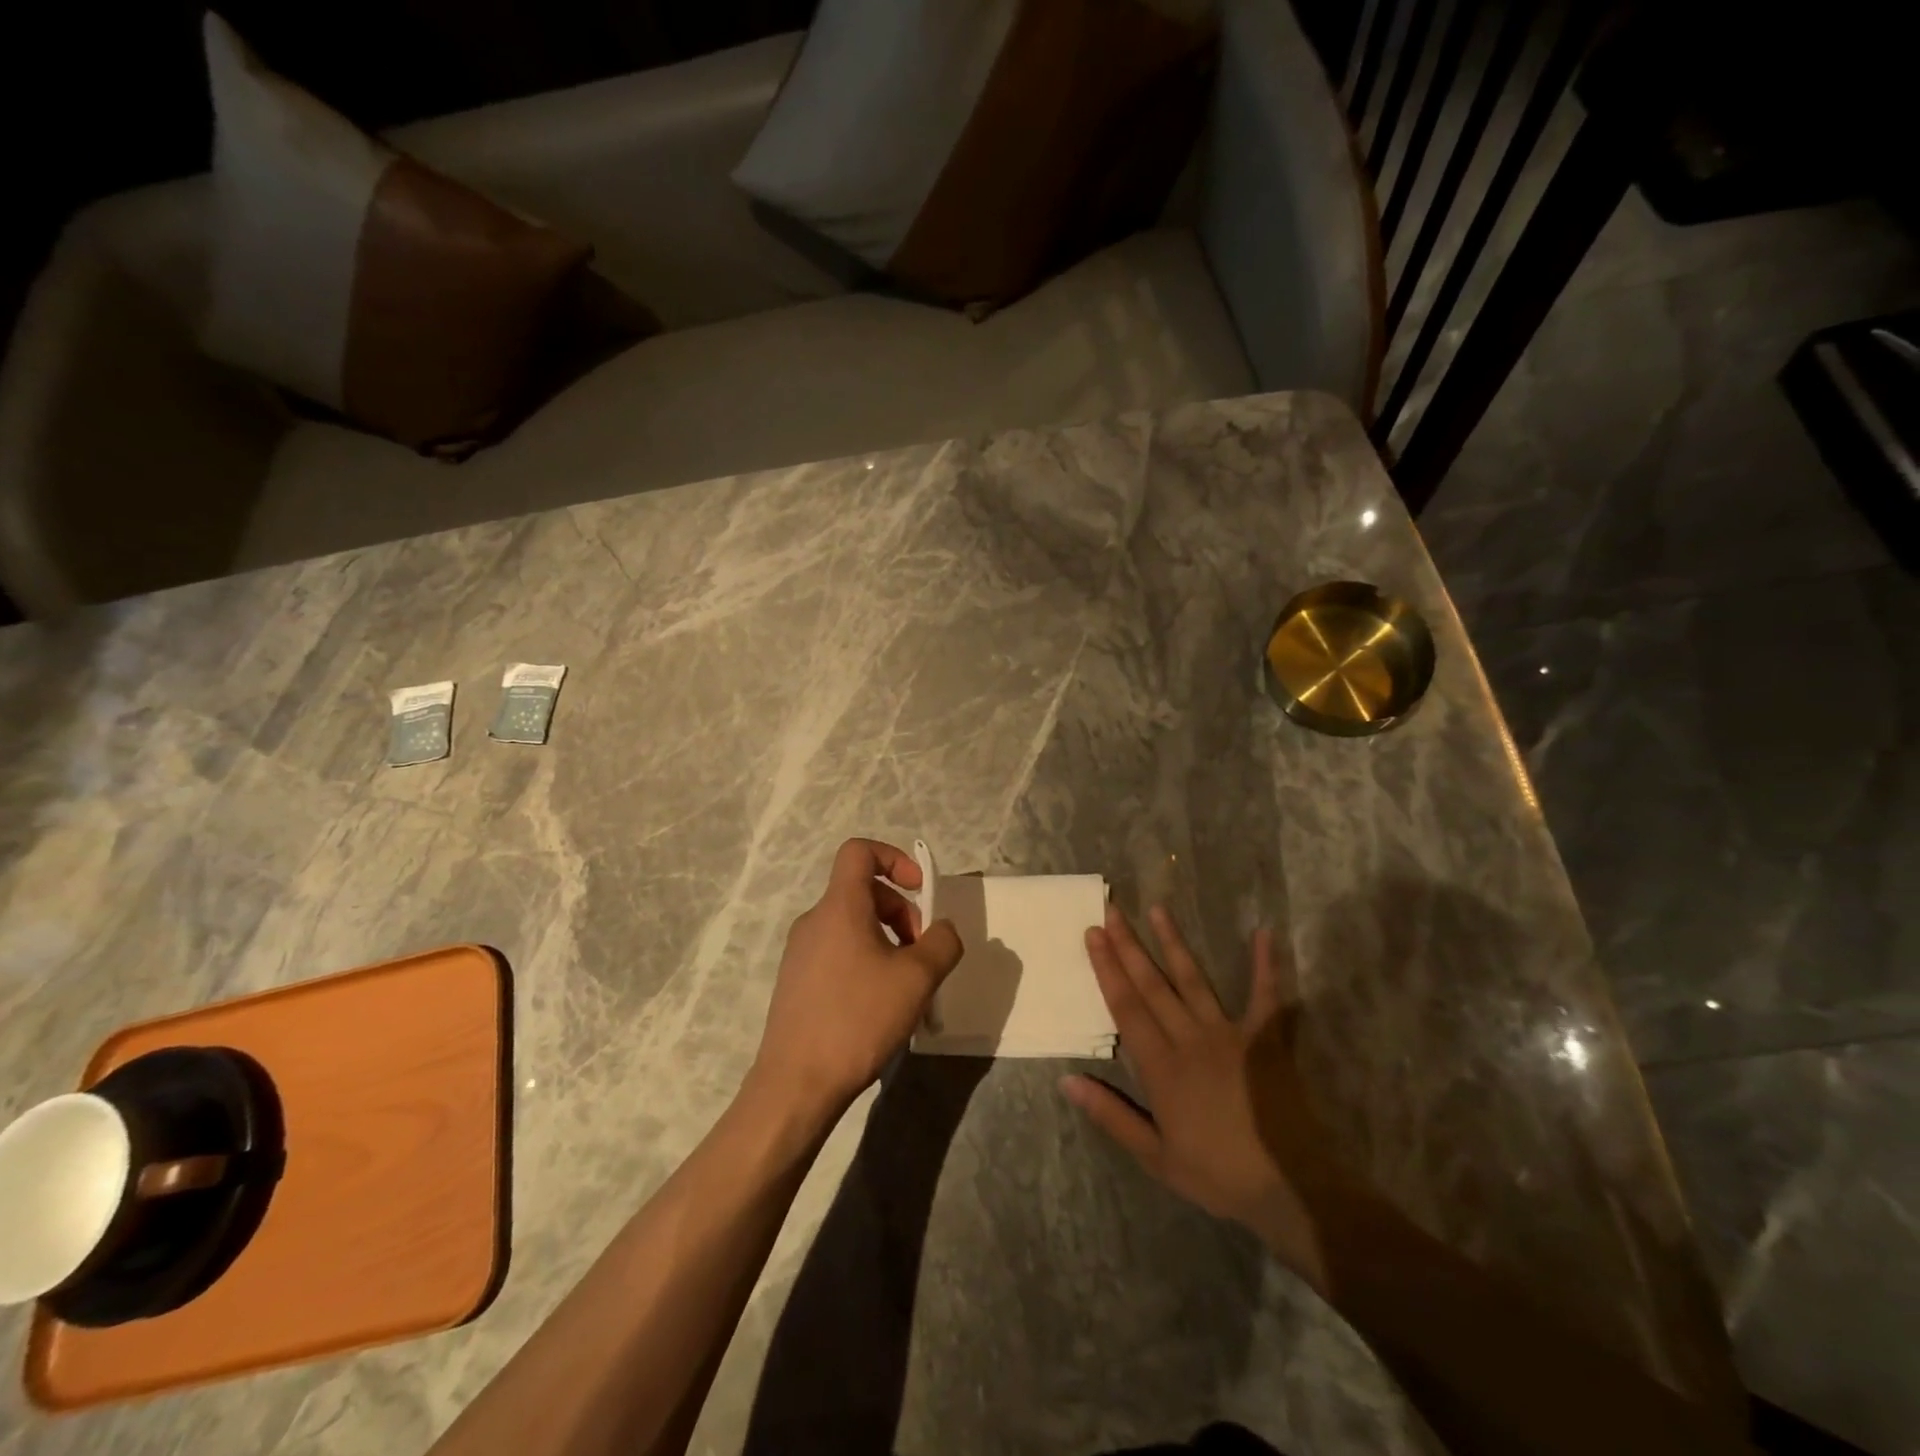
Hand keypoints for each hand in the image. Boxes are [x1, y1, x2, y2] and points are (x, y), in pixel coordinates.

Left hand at [751, 838, 963, 1121]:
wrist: (796, 1084)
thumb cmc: (858, 1019)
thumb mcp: (917, 978)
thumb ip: (942, 942)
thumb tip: (942, 930)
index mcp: (839, 907)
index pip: (859, 851)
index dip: (894, 858)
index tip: (919, 890)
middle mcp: (814, 920)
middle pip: (863, 892)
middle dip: (901, 913)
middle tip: (921, 954)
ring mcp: (800, 952)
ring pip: (853, 925)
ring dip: (886, 941)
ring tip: (905, 985)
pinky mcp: (796, 982)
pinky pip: (838, 953)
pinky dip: (866, 962)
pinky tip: (878, 1006)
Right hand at [1061, 904, 1332, 1294]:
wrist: (1288, 1187)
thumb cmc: (1216, 1174)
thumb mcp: (1154, 1156)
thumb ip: (1111, 1115)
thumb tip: (1067, 1080)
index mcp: (1161, 1066)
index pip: (1126, 1006)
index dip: (1107, 968)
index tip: (1092, 934)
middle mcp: (1189, 1039)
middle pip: (1152, 984)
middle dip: (1128, 945)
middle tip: (1111, 910)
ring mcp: (1229, 1034)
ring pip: (1193, 980)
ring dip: (1174, 943)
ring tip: (1158, 909)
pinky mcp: (1264, 1039)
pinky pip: (1265, 996)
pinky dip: (1265, 965)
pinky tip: (1263, 933)